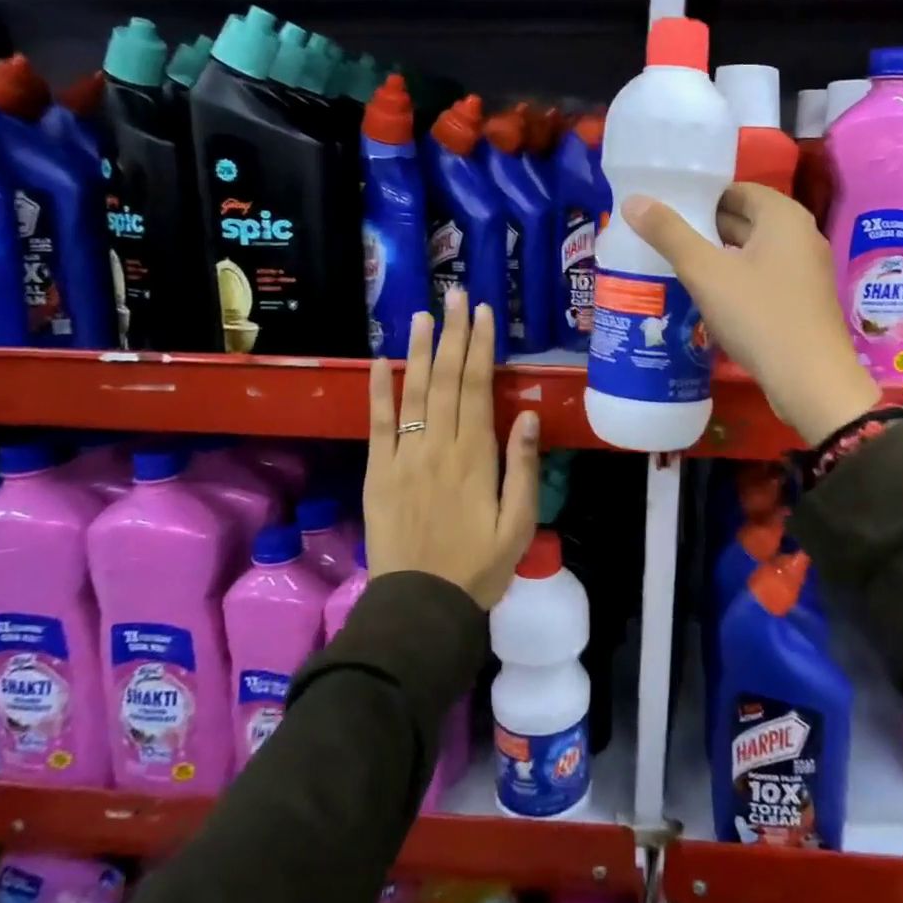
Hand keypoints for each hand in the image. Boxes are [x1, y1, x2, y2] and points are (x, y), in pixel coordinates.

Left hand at [365, 291, 539, 609]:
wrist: (421, 606)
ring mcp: (404, 458)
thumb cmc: (480, 567)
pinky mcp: (379, 473)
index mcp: (475, 457)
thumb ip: (523, 468)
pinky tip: (381, 362)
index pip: (477, 388)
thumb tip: (525, 415)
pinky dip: (379, 392)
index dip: (480, 348)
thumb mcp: (519, 524)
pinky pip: (377, 425)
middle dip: (452, 335)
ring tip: (422, 315)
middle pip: (446, 380)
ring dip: (418, 351)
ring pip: (412, 393)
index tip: (484, 314)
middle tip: (455, 296)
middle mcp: (438, 447)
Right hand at [622, 184, 879, 445]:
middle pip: (745, 219)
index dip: (699, 196)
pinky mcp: (802, 301)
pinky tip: (706, 296)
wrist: (810, 381)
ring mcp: (805, 270)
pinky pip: (762, 278)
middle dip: (704, 228)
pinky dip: (735, 280)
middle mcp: (800, 235)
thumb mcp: (706, 273)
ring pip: (752, 252)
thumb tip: (633, 201)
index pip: (736, 190)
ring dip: (717, 256)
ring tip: (673, 264)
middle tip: (660, 237)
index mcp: (783, 216)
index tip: (664, 209)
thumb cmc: (760, 316)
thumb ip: (669, 234)